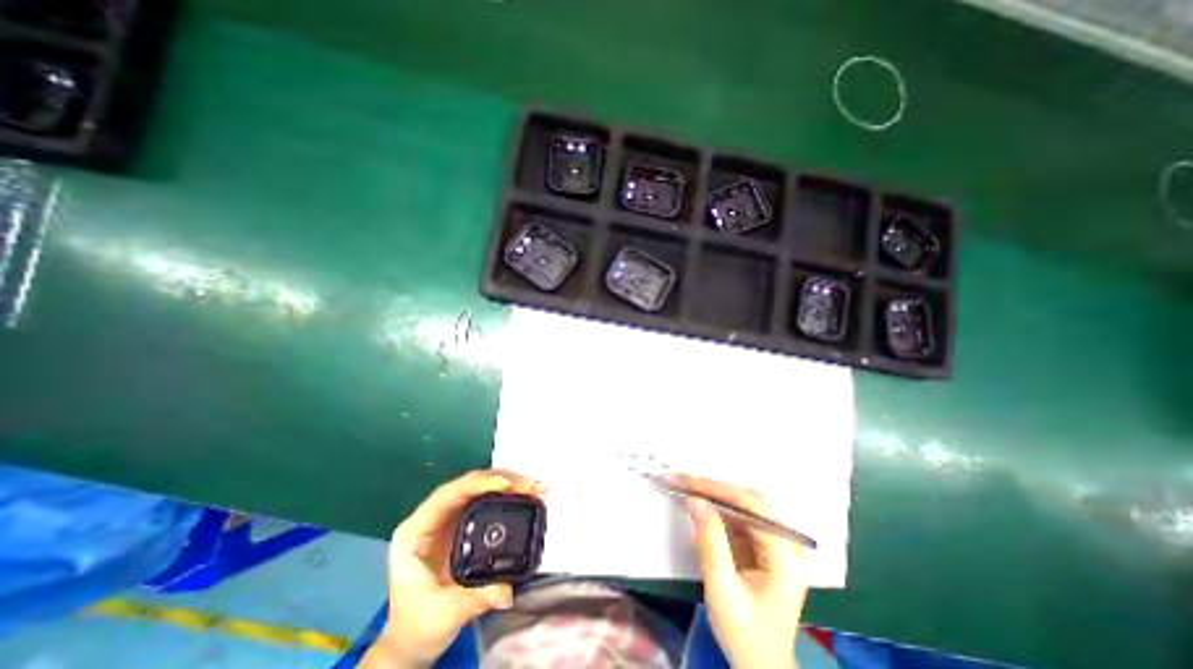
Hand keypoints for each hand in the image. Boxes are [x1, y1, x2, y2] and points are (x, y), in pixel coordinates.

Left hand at [362, 471, 542, 667]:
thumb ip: (472, 600)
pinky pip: (488, 499)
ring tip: (535, 489)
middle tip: (531, 486)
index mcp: (415, 531)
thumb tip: (506, 591)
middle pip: (469, 485)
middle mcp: (432, 516)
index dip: (477, 484)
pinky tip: (526, 496)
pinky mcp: (464, 521)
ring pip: (481, 488)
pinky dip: (509, 494)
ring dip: (509, 484)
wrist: (414, 639)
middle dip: (502, 480)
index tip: (507, 484)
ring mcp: (449, 517)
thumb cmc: (418, 627)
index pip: (448, 495)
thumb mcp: (442, 616)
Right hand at [679, 475, 809, 667]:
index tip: (690, 483)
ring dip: (711, 496)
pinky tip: (698, 503)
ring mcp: (774, 542)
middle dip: (713, 490)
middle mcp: (785, 542)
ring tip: (684, 487)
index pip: (753, 507)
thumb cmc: (745, 634)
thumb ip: (710, 542)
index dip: (720, 490)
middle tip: (682, 481)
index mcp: (786, 556)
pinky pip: (736, 517)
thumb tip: (694, 500)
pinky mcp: (761, 544)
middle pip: (748, 502)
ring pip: (740, 506)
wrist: (761, 666)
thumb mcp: (723, 591)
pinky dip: (715, 509)